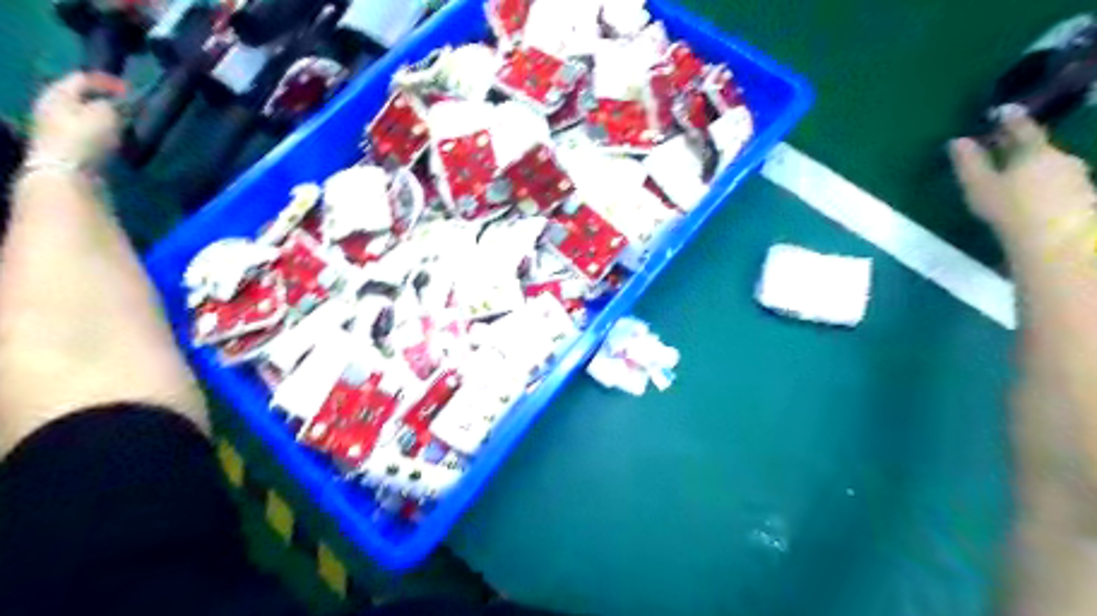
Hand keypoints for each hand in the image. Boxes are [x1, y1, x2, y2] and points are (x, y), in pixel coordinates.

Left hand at [30, 75, 124, 169]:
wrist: (66, 172)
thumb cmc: (85, 138)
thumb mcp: (105, 115)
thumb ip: (112, 105)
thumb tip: (112, 104)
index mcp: (58, 92)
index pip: (82, 77)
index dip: (107, 81)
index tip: (130, 90)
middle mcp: (50, 105)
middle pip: (78, 96)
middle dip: (102, 99)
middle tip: (125, 106)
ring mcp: (53, 126)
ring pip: (81, 114)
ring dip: (101, 117)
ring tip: (122, 124)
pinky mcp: (62, 144)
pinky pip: (83, 131)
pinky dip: (99, 131)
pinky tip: (112, 139)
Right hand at [948, 109, 1091, 248]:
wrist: (1056, 241)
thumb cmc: (1010, 210)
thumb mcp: (980, 187)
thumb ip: (969, 164)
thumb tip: (957, 141)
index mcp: (1034, 151)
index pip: (1022, 128)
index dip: (1011, 119)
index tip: (1003, 111)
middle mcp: (1061, 158)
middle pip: (1039, 148)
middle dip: (1022, 148)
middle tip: (1005, 148)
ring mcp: (1077, 178)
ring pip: (1052, 167)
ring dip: (1035, 169)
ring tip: (1017, 178)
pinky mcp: (1084, 198)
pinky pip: (1060, 185)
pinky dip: (1045, 186)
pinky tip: (1033, 199)